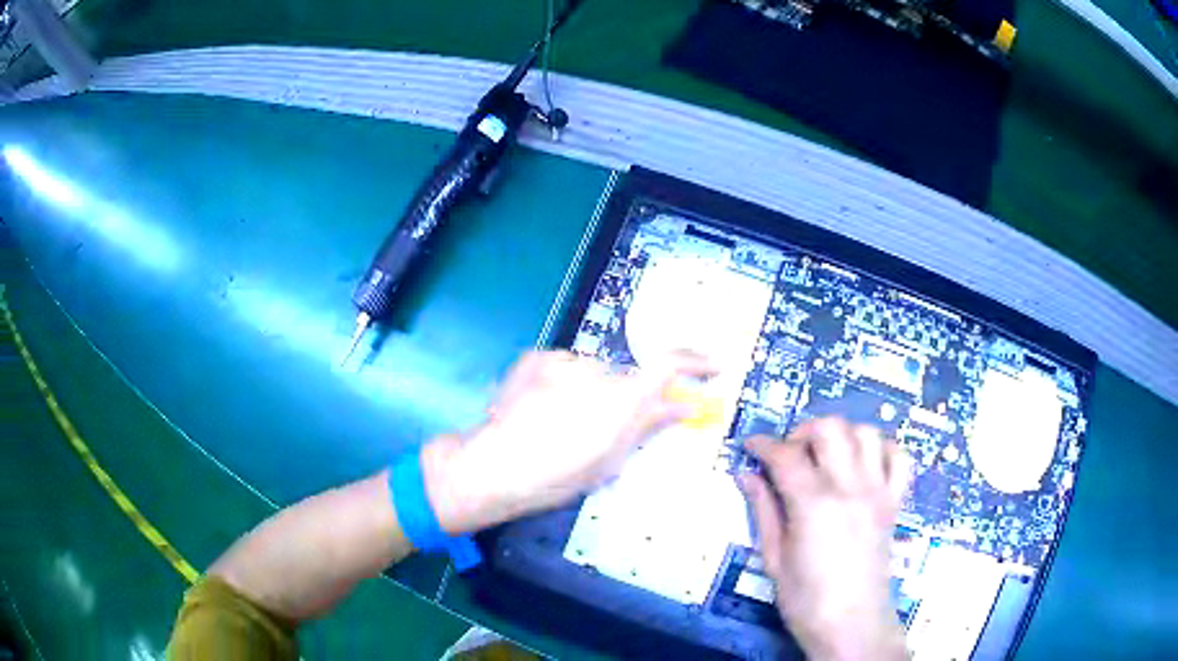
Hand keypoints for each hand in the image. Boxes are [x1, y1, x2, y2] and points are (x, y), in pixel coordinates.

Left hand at [421, 350, 714, 534]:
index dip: (695, 362)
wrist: (493, 467)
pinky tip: (540, 409)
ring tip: (559, 424)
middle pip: (625, 377)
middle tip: (599, 429)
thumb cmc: (557, 476)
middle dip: (623, 398)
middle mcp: (597, 368)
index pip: (670, 362)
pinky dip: (562, 384)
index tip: (710, 367)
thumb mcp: (610, 460)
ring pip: (592, 373)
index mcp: (622, 397)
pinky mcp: (537, 357)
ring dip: (588, 392)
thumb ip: (648, 425)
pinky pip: (563, 367)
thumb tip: (684, 405)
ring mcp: (564, 360)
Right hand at [742, 418, 911, 660]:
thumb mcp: (773, 558)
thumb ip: (763, 510)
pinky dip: (881, 450)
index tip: (749, 446)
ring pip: (866, 433)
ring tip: (825, 456)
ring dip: (842, 435)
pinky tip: (863, 464)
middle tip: (789, 453)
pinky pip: (898, 457)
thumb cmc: (805, 599)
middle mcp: (850, 487)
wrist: (851, 623)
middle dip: (803, 431)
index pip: (785, 455)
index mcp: (813, 504)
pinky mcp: (895, 501)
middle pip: (830, 428)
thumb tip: (746, 475)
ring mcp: (879, 491)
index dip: (762, 444)